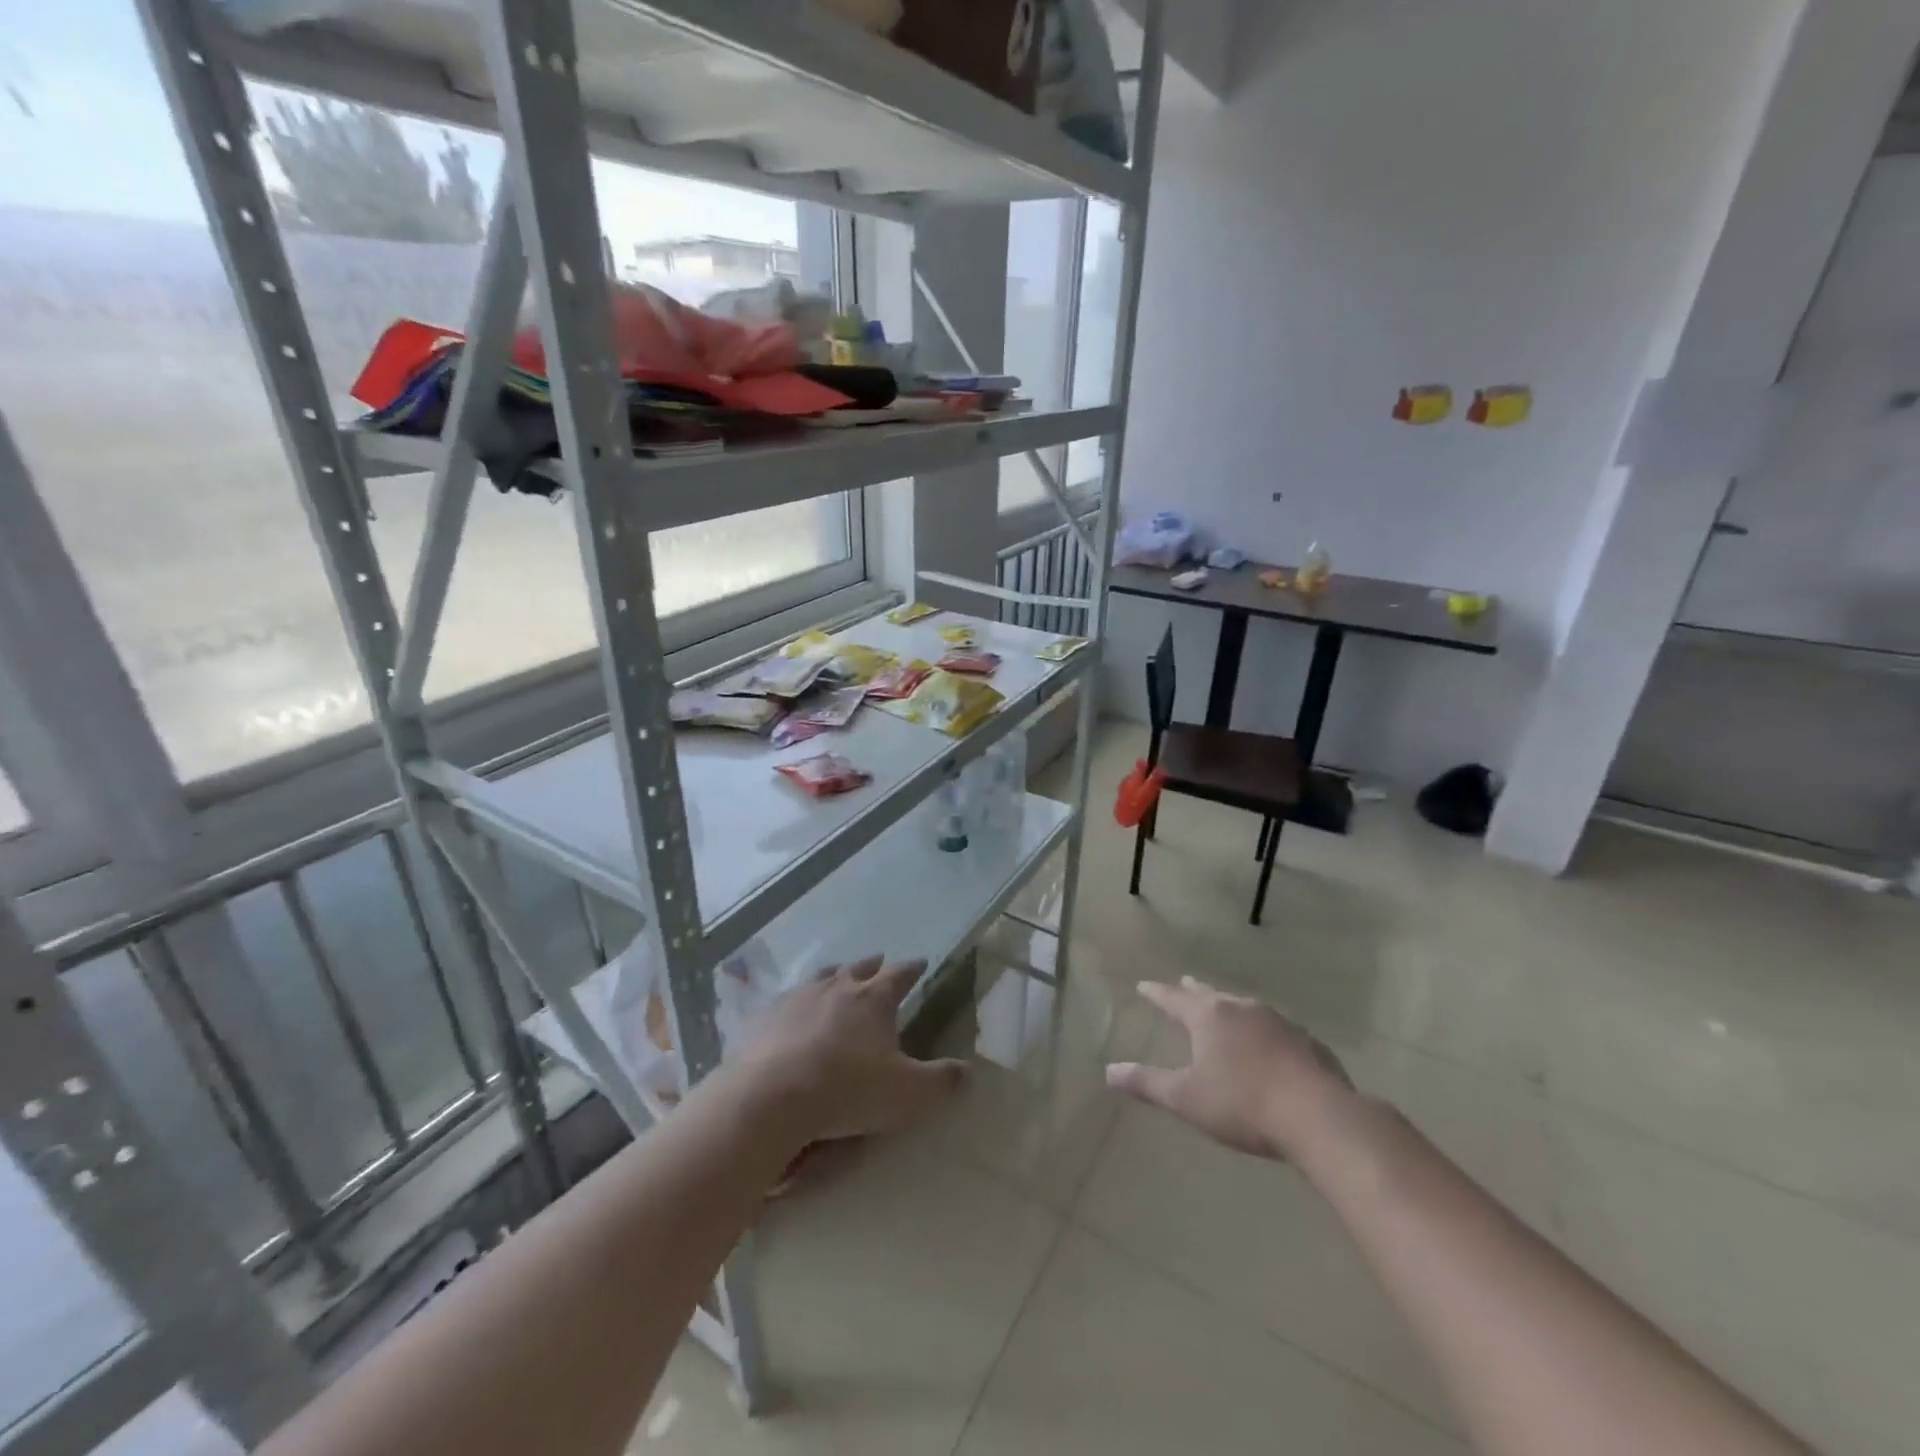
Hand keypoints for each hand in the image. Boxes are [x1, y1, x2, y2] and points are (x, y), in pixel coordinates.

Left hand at [733, 956, 966, 1146]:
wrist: (771, 1096)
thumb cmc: (848, 1090)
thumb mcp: (908, 1094)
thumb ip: (942, 1082)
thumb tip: (968, 1071)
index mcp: (874, 999)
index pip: (900, 974)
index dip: (913, 968)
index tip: (921, 962)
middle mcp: (838, 987)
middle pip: (860, 968)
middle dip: (873, 966)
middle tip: (880, 962)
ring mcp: (799, 997)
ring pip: (823, 976)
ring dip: (836, 974)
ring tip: (840, 974)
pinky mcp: (767, 1014)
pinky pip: (789, 997)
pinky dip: (800, 999)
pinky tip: (795, 1007)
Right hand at [1107, 977, 1356, 1165]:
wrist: (1319, 1116)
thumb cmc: (1242, 1104)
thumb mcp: (1186, 1099)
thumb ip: (1147, 1083)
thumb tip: (1108, 1071)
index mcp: (1208, 1017)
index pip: (1173, 999)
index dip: (1157, 993)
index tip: (1144, 985)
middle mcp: (1241, 1009)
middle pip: (1211, 995)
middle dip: (1194, 991)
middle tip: (1185, 983)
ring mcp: (1278, 1022)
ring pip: (1245, 1008)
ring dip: (1230, 1007)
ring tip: (1225, 1010)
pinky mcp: (1307, 1042)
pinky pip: (1276, 1029)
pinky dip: (1263, 1031)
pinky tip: (1269, 1045)